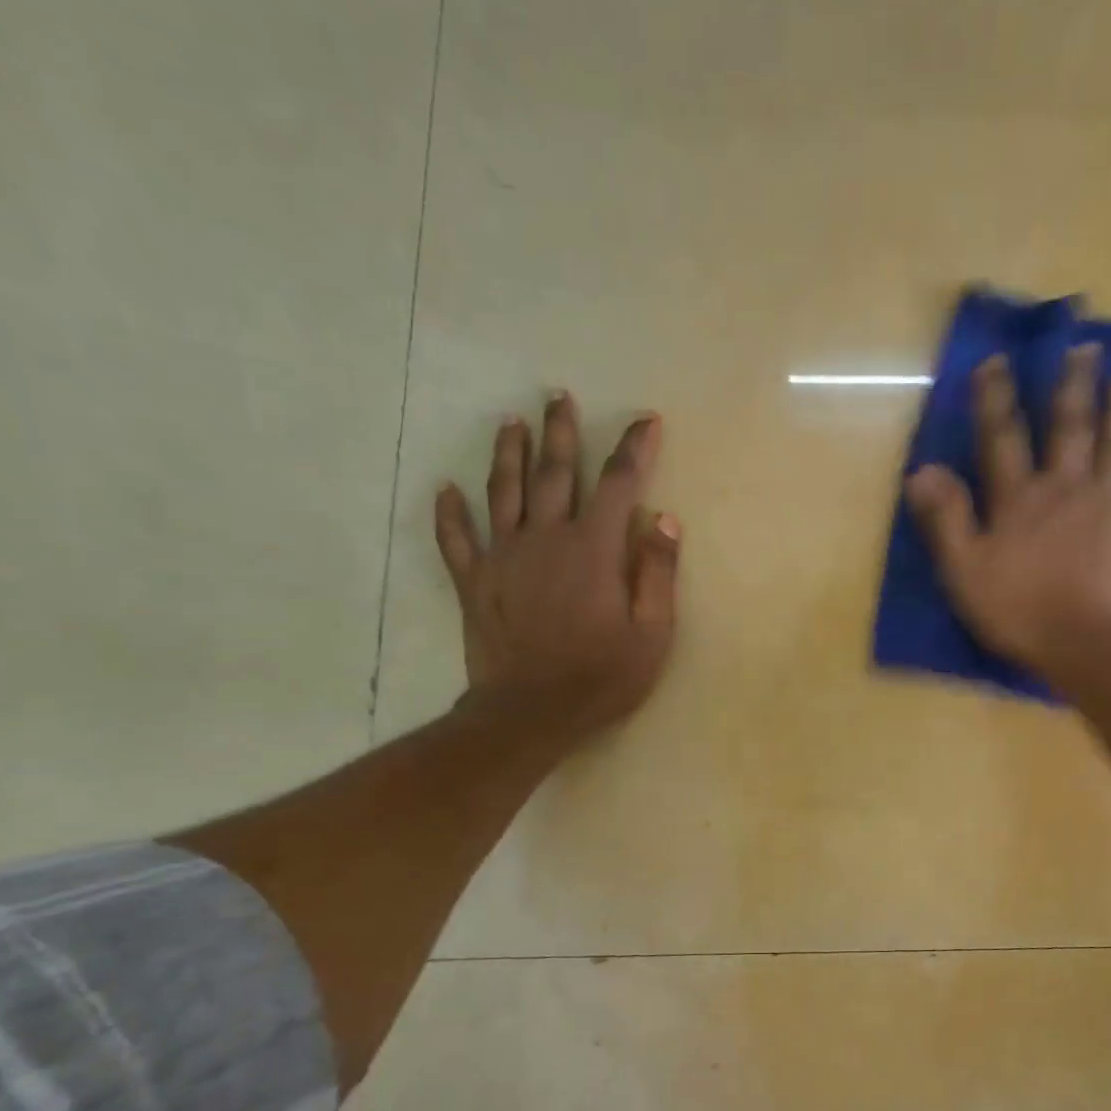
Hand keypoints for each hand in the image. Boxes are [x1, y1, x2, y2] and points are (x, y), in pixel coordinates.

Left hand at [434, 392, 680, 752]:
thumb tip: (665, 519)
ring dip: (507, 453)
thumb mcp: (652, 634)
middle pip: (553, 472)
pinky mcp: (474, 582)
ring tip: (511, 422)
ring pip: (503, 491)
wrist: (530, 714)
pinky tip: (445, 489)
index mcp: (593, 549)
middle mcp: (546, 538)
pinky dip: (449, 513)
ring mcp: (503, 557)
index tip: (646, 422)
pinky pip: (456, 539)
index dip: (634, 449)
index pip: (618, 484)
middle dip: (560, 431)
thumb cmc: (601, 677)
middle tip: (558, 396)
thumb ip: (659, 573)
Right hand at [906, 344, 1110, 693]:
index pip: (1002, 437)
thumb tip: (924, 469)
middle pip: (1070, 428)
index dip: (995, 397)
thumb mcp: (963, 570)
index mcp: (1019, 498)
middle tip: (1085, 348)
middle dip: (1073, 386)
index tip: (996, 360)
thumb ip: (946, 518)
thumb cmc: (1016, 611)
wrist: (1083, 646)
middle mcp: (1066, 488)